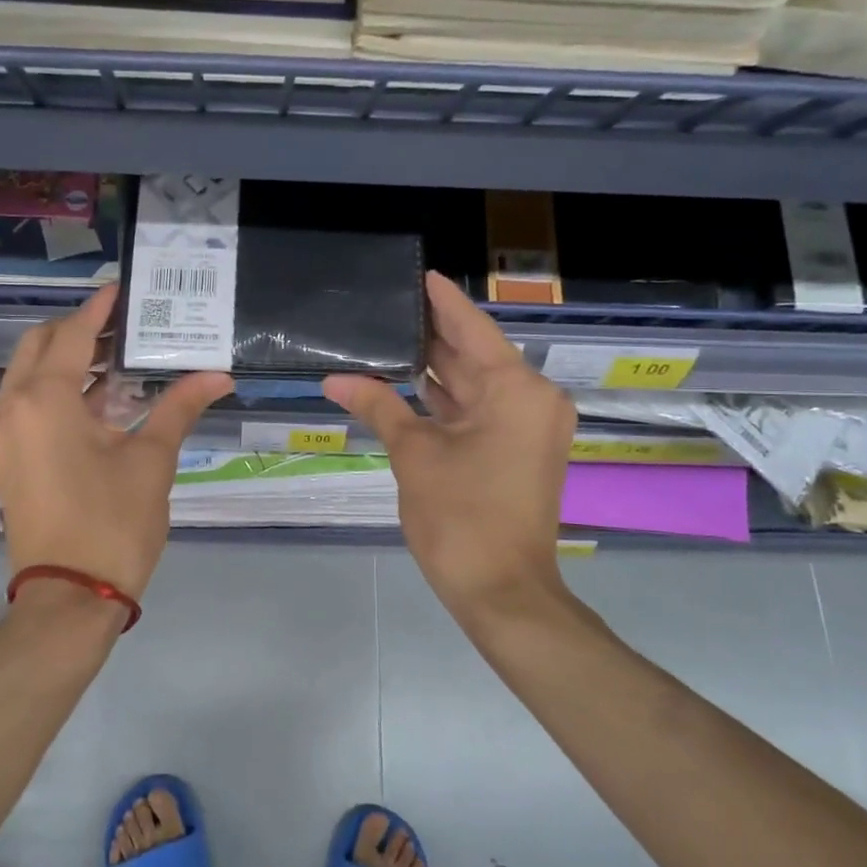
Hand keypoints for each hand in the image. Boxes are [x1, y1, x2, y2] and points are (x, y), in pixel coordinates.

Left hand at [0, 285, 231, 599]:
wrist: (69, 597)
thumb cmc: (113, 523)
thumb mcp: (151, 461)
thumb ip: (178, 408)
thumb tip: (218, 376)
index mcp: (44, 399)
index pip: (71, 334)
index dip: (99, 310)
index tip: (122, 290)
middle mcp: (12, 407)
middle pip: (40, 346)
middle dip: (78, 330)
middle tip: (124, 325)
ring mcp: (4, 435)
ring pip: (31, 375)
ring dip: (69, 360)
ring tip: (120, 356)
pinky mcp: (8, 458)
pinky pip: (29, 404)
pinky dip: (59, 391)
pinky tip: (102, 398)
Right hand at [324, 272, 573, 615]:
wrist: (502, 592)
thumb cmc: (460, 517)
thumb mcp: (414, 455)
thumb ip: (378, 406)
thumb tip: (334, 379)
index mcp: (515, 390)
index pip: (472, 329)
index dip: (442, 302)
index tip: (419, 274)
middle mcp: (531, 400)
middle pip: (475, 355)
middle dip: (432, 335)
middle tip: (388, 308)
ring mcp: (528, 428)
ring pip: (476, 385)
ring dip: (436, 369)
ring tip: (389, 339)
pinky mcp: (518, 451)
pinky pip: (480, 411)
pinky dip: (447, 400)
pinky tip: (408, 384)